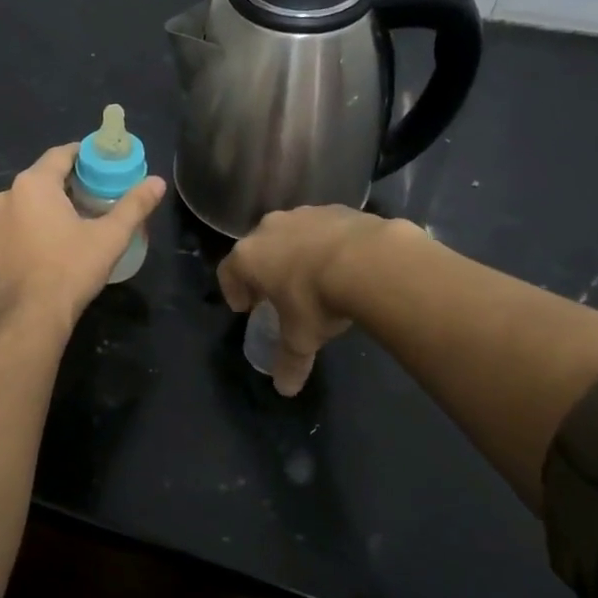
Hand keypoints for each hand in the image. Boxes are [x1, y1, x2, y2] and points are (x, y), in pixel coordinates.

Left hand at [0, 145, 165, 336]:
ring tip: (75, 220)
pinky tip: (51, 242)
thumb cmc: (70, 270)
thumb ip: (134, 205)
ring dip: (48, 205)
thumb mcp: (109, 237)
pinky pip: (15, 224)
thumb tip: (158, 182)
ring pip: (26, 202)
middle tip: (96, 194)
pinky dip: (32, 224)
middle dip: (68, 182)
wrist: (29, 319)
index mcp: (32, 184)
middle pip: (42, 177)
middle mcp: (6, 196)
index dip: (84, 155)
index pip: (60, 154)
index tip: (103, 164)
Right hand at [218, 206, 409, 395]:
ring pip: (290, 234)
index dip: (233, 290)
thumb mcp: (301, 337)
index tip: (245, 308)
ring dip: (295, 253)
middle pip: (257, 248)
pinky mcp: (336, 208)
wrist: (369, 261)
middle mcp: (269, 228)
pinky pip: (323, 228)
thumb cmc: (317, 300)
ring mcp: (303, 214)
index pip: (228, 271)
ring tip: (314, 277)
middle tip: (277, 293)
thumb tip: (284, 389)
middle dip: (264, 270)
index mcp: (249, 256)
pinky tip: (344, 263)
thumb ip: (289, 361)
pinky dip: (326, 243)